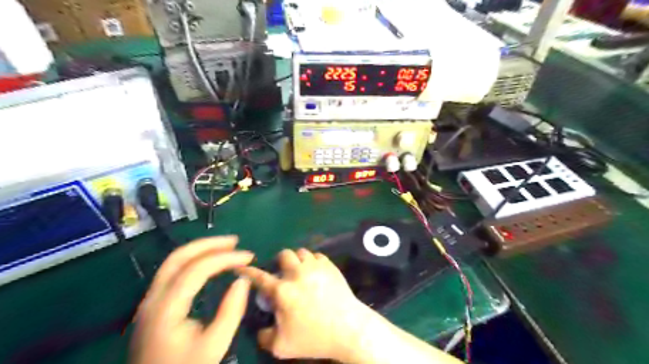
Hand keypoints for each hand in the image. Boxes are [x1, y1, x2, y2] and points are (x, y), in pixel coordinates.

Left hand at [130, 236, 253, 363]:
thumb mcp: (215, 345)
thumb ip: (231, 311)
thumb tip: (243, 280)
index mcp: (166, 308)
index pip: (196, 269)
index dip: (225, 258)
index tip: (249, 256)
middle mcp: (153, 298)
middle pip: (178, 257)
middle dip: (209, 244)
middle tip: (235, 241)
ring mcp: (150, 300)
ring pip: (173, 262)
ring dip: (200, 249)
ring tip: (225, 247)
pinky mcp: (154, 304)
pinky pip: (173, 271)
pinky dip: (193, 260)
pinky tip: (209, 262)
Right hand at [238, 247, 375, 361]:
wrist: (348, 329)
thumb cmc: (314, 338)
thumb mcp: (282, 346)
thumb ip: (265, 336)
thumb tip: (262, 328)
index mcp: (283, 291)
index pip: (260, 277)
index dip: (248, 272)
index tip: (241, 267)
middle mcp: (298, 273)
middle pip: (284, 254)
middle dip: (280, 262)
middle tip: (283, 275)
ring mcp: (316, 267)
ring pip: (302, 252)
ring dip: (297, 261)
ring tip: (300, 273)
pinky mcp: (331, 266)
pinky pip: (318, 256)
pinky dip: (313, 262)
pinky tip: (315, 273)